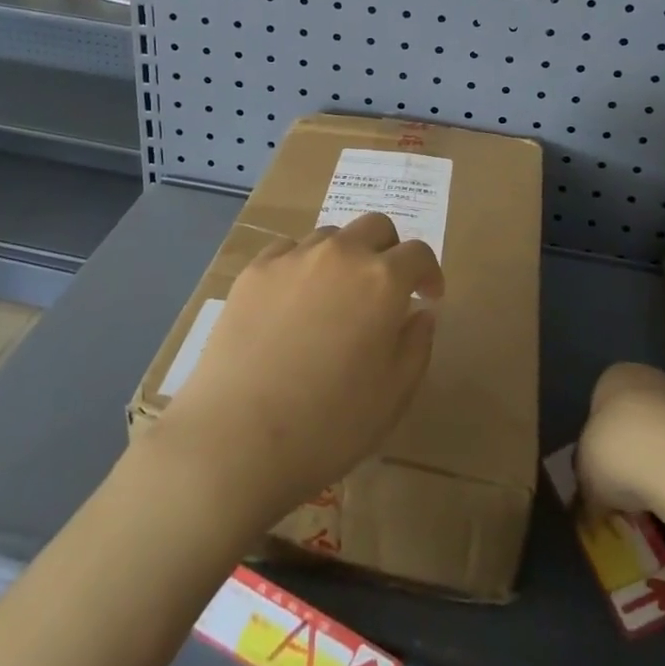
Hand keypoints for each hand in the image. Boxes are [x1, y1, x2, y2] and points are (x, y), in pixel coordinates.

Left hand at [155, 212, 444, 523]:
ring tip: (336, 296)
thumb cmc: (328, 425)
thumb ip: (417, 344)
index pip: (418, 253)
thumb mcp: (393, 396)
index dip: (429, 272)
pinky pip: (289, 250)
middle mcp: (341, 254)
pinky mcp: (254, 270)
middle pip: (376, 226)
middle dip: (390, 250)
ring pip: (331, 236)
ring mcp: (293, 257)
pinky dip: (303, 265)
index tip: (428, 296)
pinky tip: (293, 301)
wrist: (235, 439)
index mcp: (382, 281)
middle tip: (386, 288)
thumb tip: (420, 313)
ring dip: (345, 256)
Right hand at [574, 362, 664, 517]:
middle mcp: (649, 377)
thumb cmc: (619, 451)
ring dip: (661, 463)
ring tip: (657, 502)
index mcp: (613, 376)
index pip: (600, 405)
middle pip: (635, 417)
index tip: (601, 475)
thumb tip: (589, 504)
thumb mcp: (586, 471)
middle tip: (628, 490)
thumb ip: (586, 481)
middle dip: (633, 450)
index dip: (598, 442)